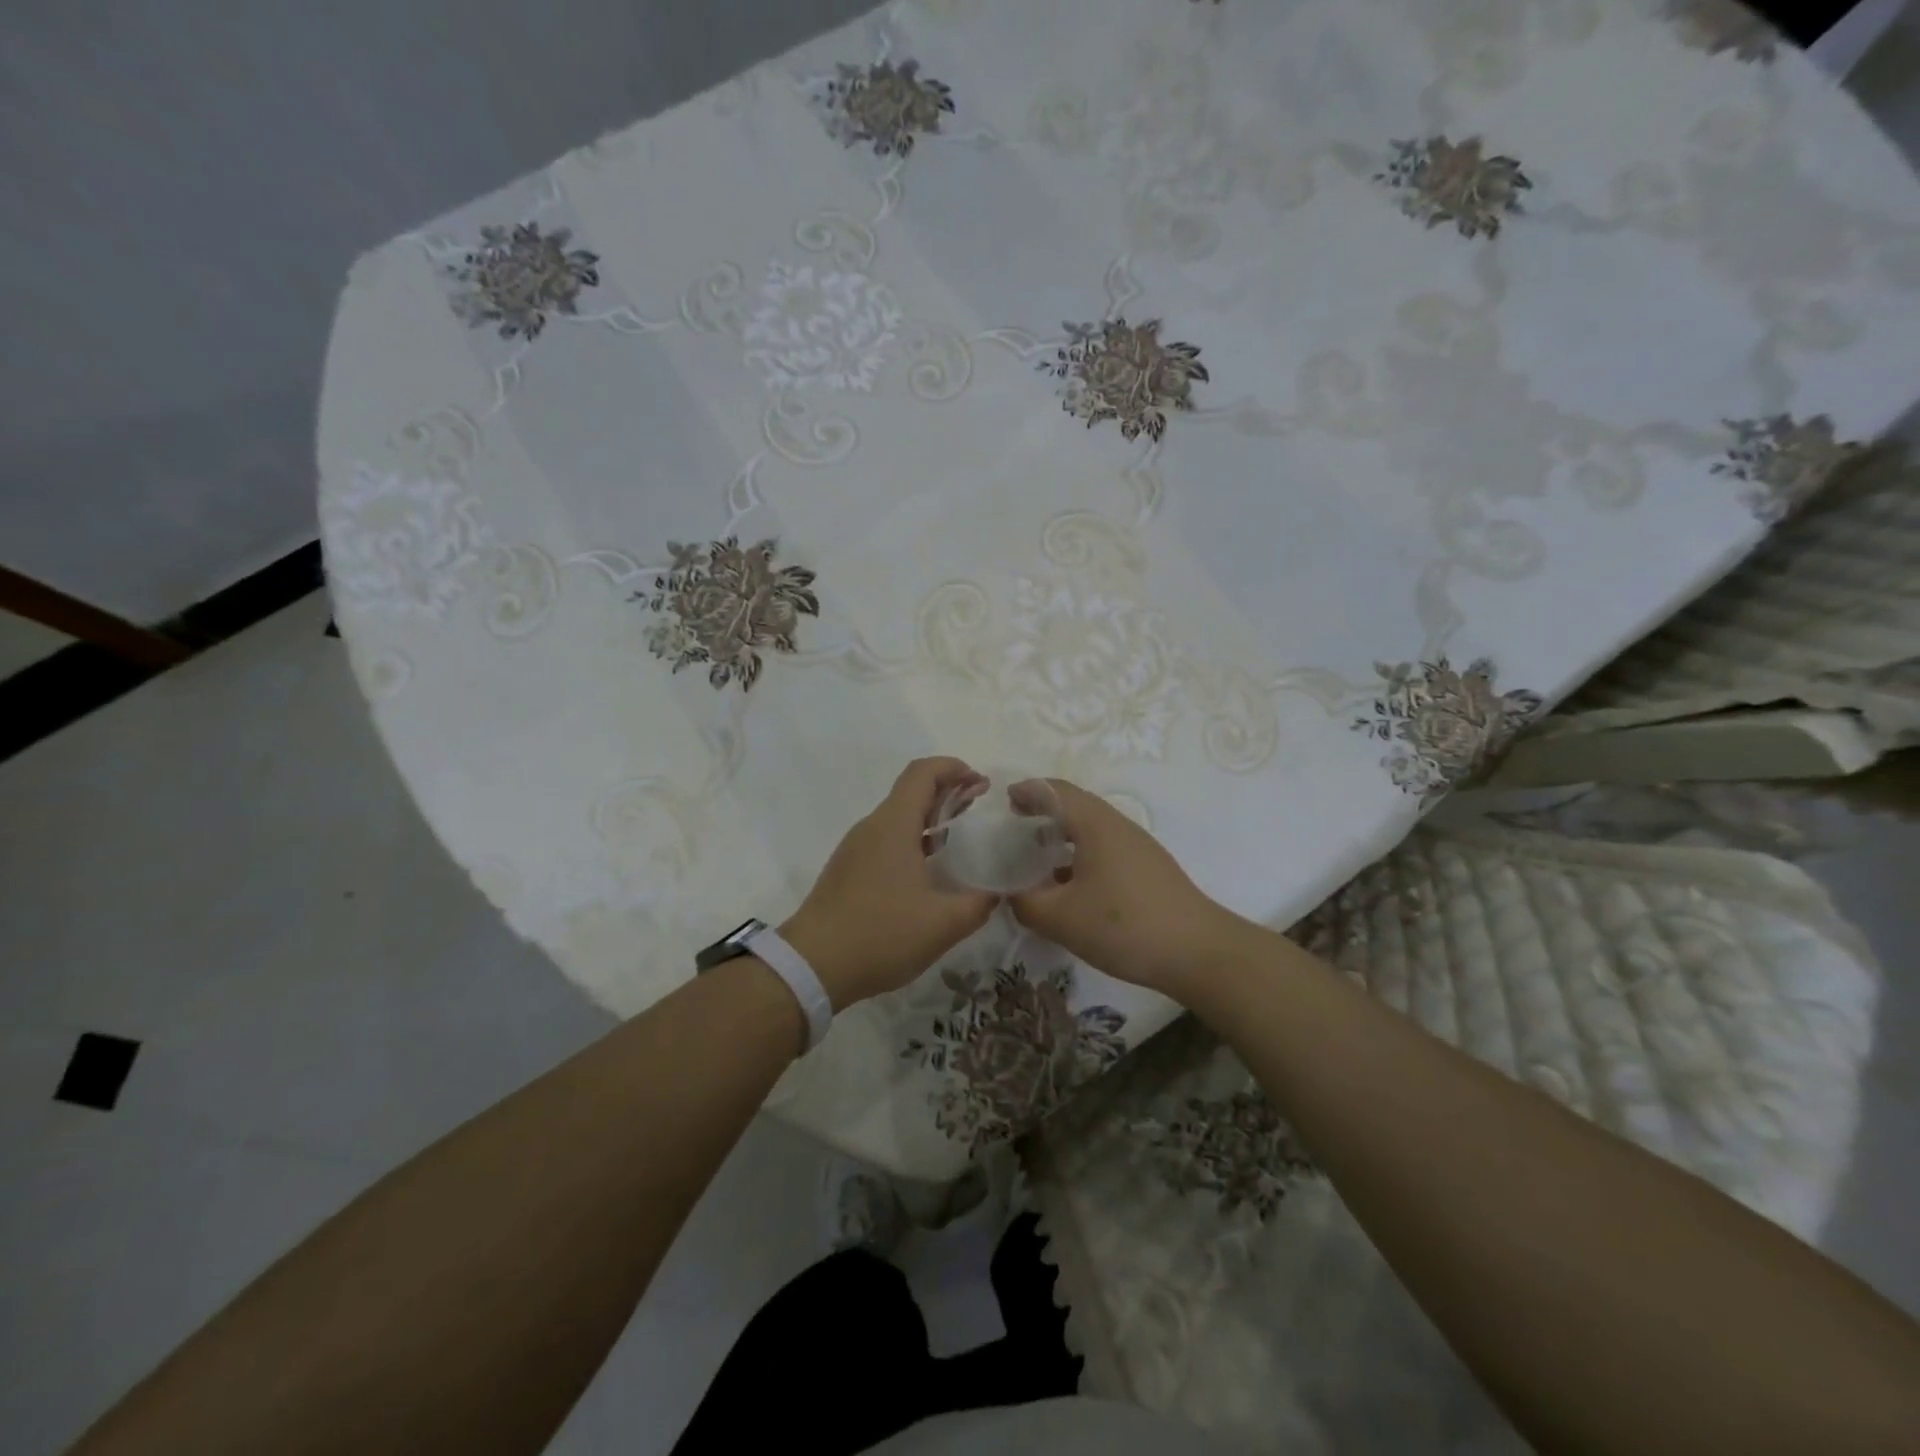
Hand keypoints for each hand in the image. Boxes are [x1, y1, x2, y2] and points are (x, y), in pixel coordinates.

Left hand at [780, 757, 998, 1009]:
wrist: (811, 966)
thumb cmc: (880, 934)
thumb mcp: (942, 924)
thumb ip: (978, 905)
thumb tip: (997, 894)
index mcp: (894, 825)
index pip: (923, 772)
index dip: (954, 768)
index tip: (980, 783)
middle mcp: (872, 827)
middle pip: (911, 792)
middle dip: (947, 792)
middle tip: (978, 808)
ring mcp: (855, 849)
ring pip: (897, 818)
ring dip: (929, 818)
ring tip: (958, 839)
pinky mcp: (847, 870)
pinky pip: (885, 841)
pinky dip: (912, 841)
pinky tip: (928, 872)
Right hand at [1007, 778, 1247, 999]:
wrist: (1198, 952)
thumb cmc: (1124, 926)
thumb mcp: (1061, 918)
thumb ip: (1026, 903)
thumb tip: (1011, 895)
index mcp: (1095, 824)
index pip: (1056, 791)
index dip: (1029, 791)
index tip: (1005, 800)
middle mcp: (1118, 826)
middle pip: (1076, 805)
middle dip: (1044, 810)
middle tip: (1016, 824)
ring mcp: (1137, 847)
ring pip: (1092, 829)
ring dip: (1063, 835)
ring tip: (1037, 855)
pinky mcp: (1148, 870)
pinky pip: (1105, 849)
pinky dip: (1080, 855)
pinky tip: (1070, 886)